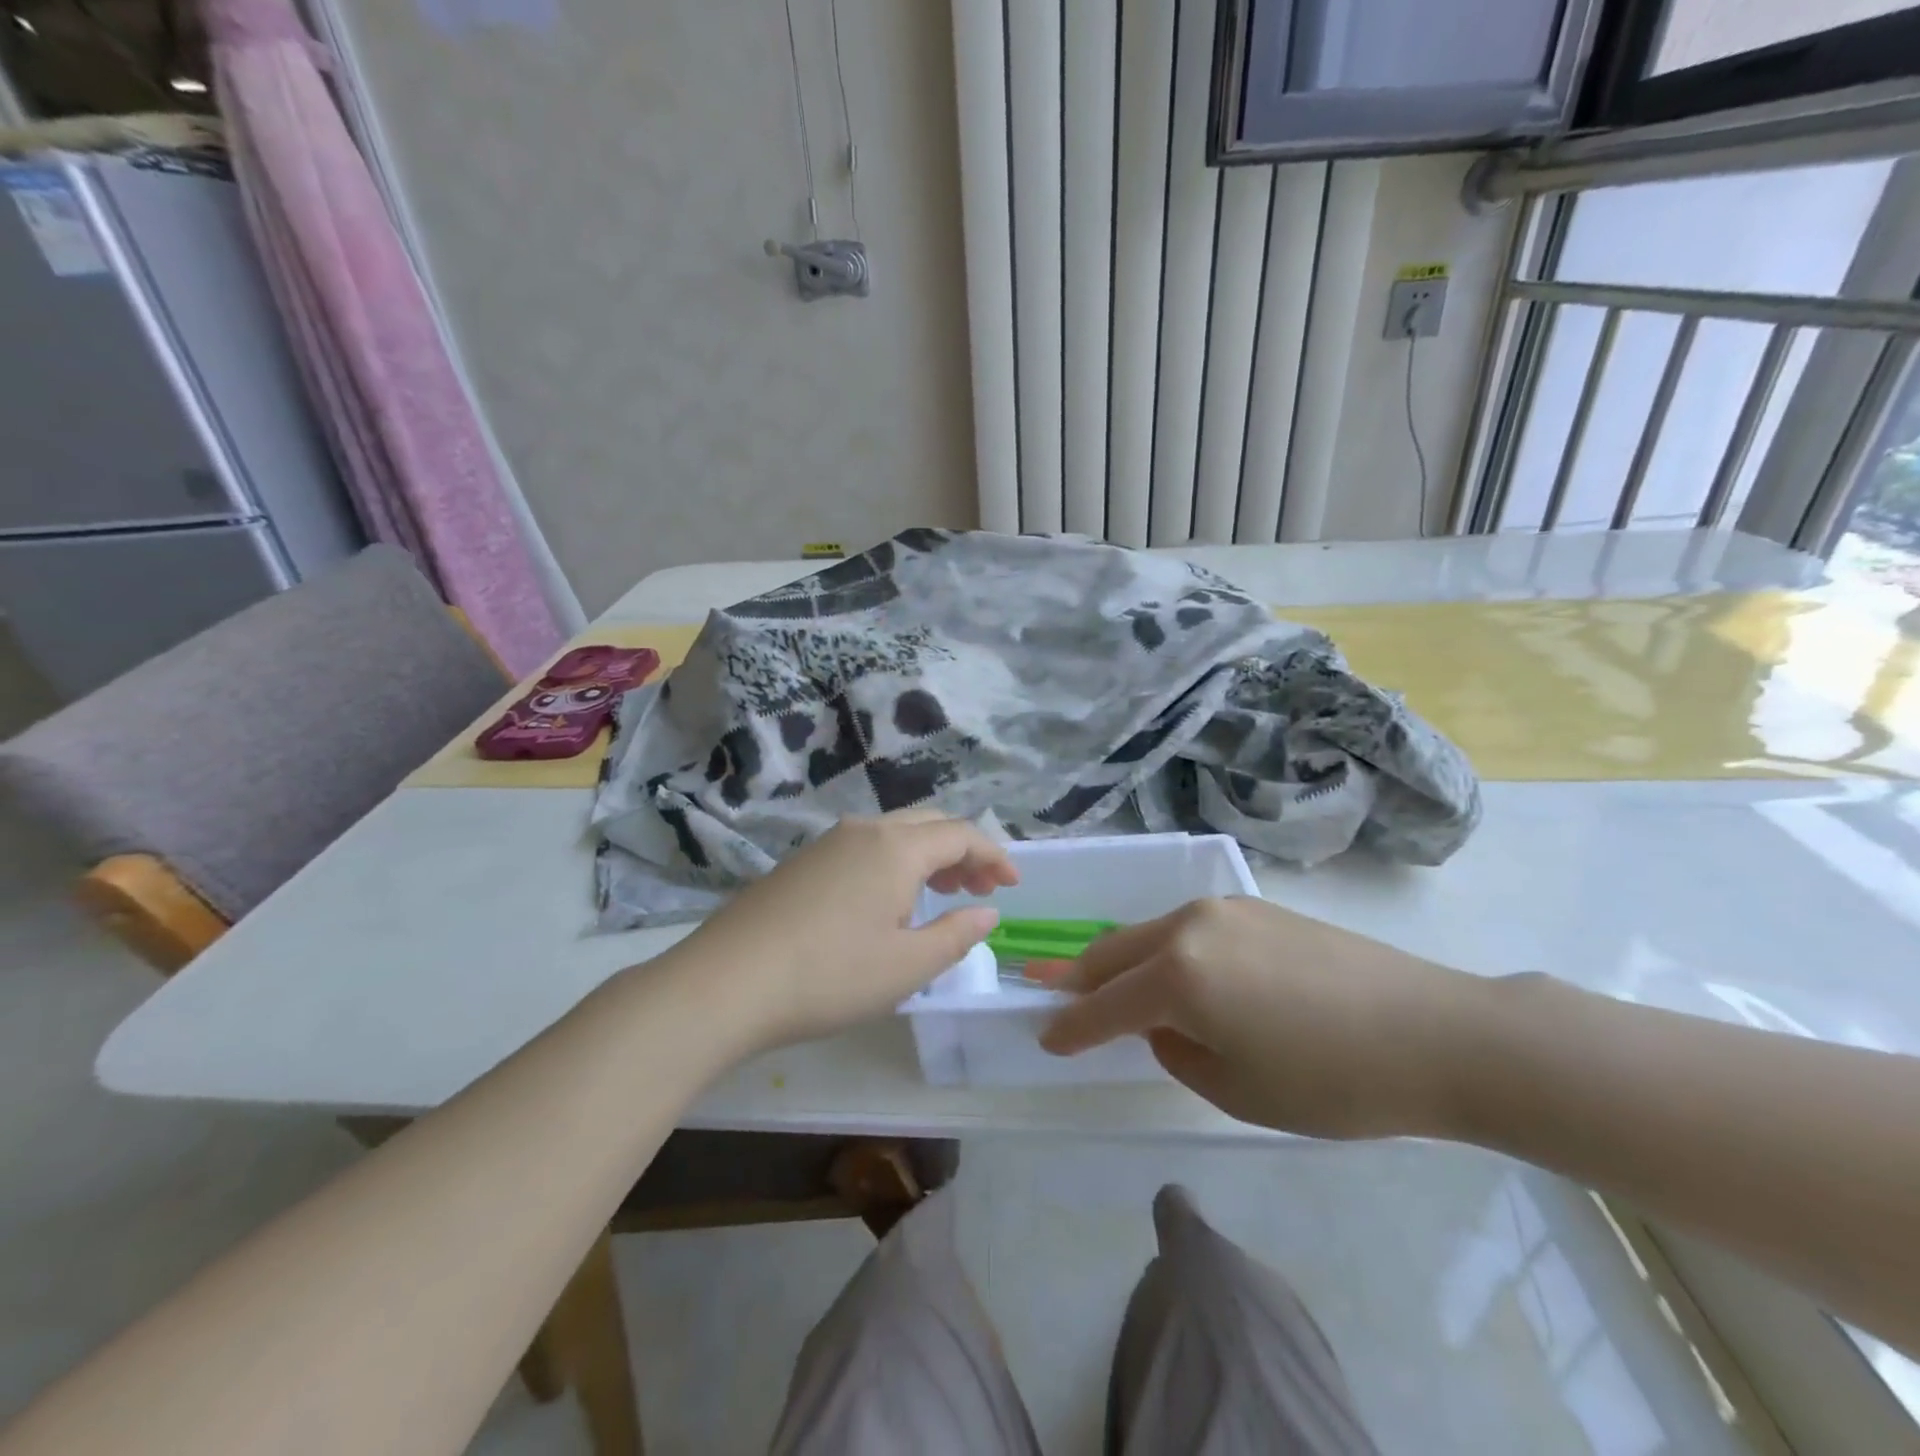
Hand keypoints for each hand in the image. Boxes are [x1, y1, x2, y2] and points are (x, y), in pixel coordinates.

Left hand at [668, 810, 1016, 1051]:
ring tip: (940, 895)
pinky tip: (887, 902)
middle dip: (962, 852)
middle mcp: (864, 831)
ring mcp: (827, 843)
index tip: (1013, 885)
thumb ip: (956, 934)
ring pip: (894, 833)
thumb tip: (987, 911)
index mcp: (896, 848)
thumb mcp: (907, 967)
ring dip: (927, 856)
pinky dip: (893, 863)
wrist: (725, 983)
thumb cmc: (829, 977)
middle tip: (979, 890)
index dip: (993, 856)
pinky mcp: (801, 862)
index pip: (961, 835)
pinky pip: (864, 847)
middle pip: (928, 824)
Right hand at [1036, 897, 1484, 1139]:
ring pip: (1150, 933)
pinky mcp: (1256, 907)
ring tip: (1106, 980)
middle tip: (1044, 984)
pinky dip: (1164, 950)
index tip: (1045, 1037)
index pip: (1105, 1005)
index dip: (1071, 1026)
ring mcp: (1224, 908)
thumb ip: (1179, 1052)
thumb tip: (1164, 1025)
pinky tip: (1176, 970)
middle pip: (1114, 950)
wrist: (1434, 1031)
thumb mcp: (1238, 1089)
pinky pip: (1188, 927)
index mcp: (1178, 976)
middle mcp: (1189, 927)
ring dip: (1122, 959)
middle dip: (1078, 975)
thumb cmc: (1332, 1080)